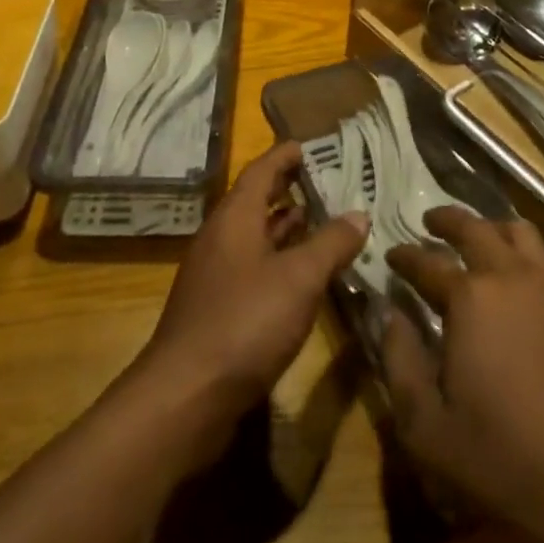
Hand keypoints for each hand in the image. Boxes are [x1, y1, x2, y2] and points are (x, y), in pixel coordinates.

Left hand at [140, 142, 367, 425]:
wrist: (185, 397)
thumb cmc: (245, 322)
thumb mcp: (299, 278)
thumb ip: (331, 243)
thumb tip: (359, 214)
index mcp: (235, 217)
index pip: (262, 170)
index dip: (286, 155)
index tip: (313, 145)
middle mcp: (221, 238)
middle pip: (257, 200)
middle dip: (290, 188)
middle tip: (328, 181)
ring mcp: (215, 275)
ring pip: (255, 236)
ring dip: (286, 226)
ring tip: (323, 220)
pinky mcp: (217, 308)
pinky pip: (253, 267)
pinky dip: (279, 260)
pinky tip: (303, 275)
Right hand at [381, 207, 543, 542]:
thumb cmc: (504, 460)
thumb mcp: (427, 427)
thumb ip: (399, 361)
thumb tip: (387, 312)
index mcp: (470, 298)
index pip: (427, 262)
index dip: (405, 256)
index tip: (390, 254)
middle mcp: (511, 276)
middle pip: (475, 228)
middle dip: (447, 220)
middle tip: (429, 222)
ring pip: (519, 232)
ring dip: (491, 226)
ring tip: (476, 238)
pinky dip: (523, 251)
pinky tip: (518, 276)